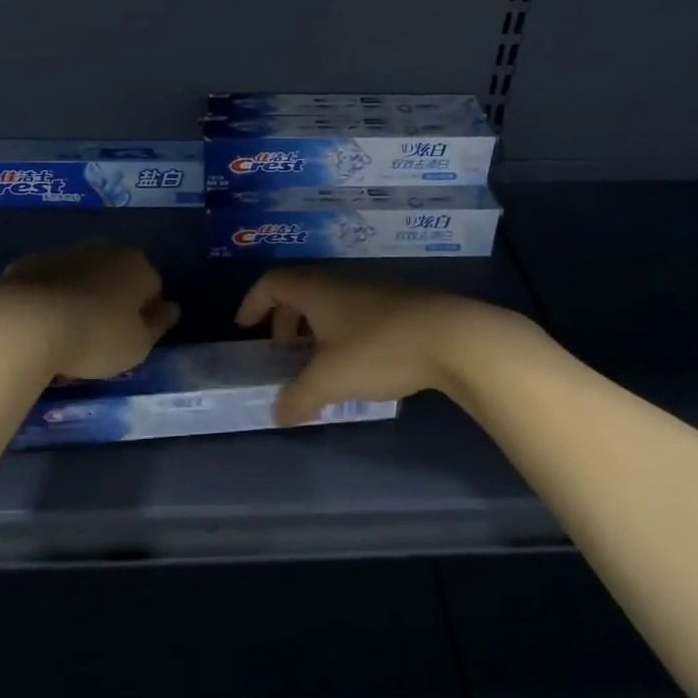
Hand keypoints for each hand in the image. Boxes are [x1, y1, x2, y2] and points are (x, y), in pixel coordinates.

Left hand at [0, 241, 180, 380]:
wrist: (25, 323)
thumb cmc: (96, 336)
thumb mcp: (138, 345)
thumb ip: (158, 325)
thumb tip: (172, 308)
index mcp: (137, 265)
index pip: (153, 288)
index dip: (145, 315)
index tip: (132, 338)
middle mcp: (103, 250)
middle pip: (116, 276)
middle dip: (113, 298)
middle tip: (102, 334)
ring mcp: (63, 253)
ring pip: (81, 276)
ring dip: (80, 295)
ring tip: (68, 332)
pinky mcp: (27, 264)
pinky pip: (47, 283)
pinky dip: (48, 297)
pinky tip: (40, 324)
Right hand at [235, 269, 490, 425]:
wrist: (453, 338)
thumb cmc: (379, 349)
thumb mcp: (330, 380)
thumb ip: (298, 398)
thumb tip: (277, 414)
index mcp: (317, 291)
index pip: (273, 283)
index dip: (253, 302)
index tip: (244, 327)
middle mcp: (341, 285)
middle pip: (300, 294)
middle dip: (285, 322)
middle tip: (283, 353)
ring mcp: (373, 295)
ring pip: (330, 307)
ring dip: (315, 333)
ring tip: (317, 367)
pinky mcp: (399, 309)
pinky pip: (355, 318)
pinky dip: (342, 338)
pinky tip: (355, 369)